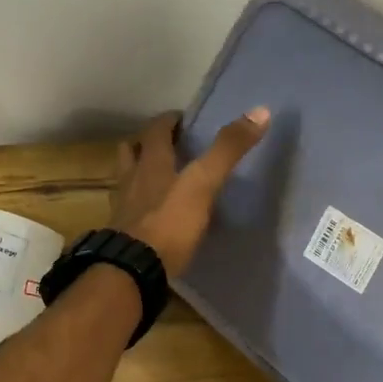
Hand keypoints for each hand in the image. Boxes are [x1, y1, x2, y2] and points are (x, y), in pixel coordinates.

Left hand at [110, 108, 269, 274]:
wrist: (133, 270)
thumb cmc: (169, 223)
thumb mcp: (203, 183)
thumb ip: (228, 150)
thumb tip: (260, 111)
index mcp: (151, 164)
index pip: (156, 131)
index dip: (168, 121)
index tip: (181, 119)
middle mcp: (132, 181)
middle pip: (131, 152)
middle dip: (145, 144)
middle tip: (164, 145)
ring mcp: (123, 210)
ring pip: (125, 181)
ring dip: (136, 174)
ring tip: (154, 178)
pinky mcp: (121, 236)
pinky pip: (127, 213)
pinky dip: (137, 208)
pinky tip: (150, 217)